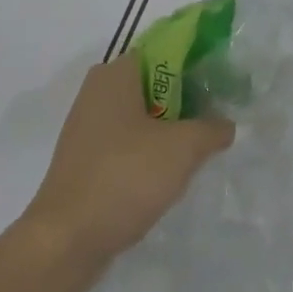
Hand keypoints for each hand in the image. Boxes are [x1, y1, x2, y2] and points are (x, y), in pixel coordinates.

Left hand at [17, 56, 232, 291]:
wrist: (66, 240)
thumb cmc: (125, 178)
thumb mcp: (182, 149)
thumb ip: (211, 128)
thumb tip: (226, 124)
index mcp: (115, 74)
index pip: (164, 50)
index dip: (198, 62)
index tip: (225, 83)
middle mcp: (98, 92)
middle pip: (155, 83)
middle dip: (189, 99)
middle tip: (220, 118)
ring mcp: (89, 127)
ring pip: (143, 116)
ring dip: (171, 129)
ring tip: (202, 148)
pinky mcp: (87, 159)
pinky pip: (129, 143)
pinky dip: (151, 152)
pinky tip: (172, 174)